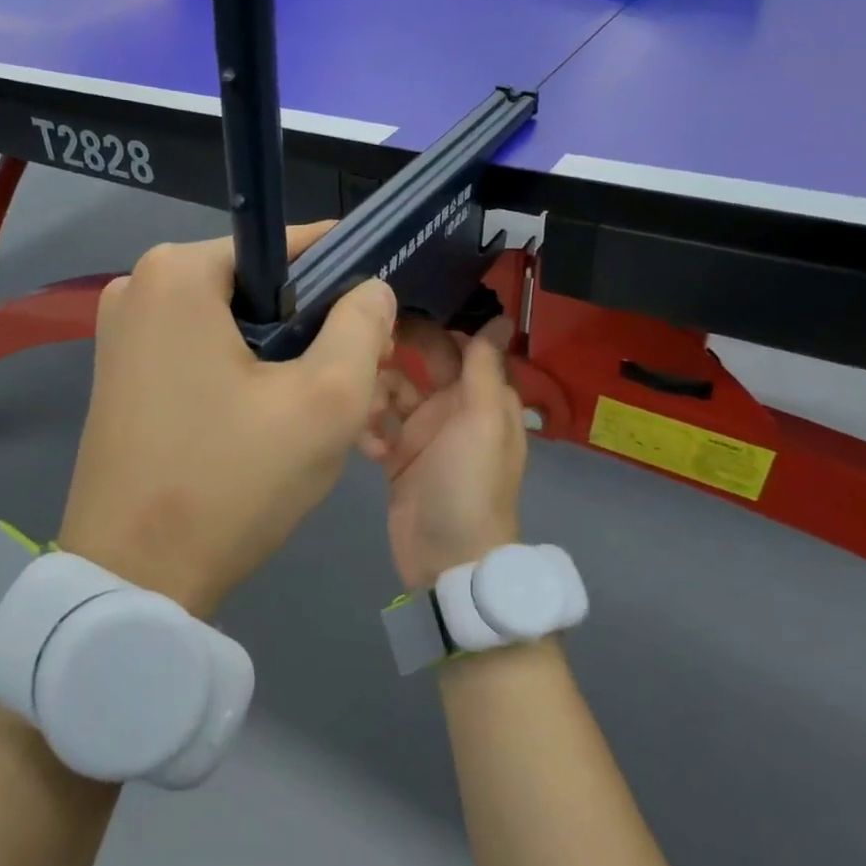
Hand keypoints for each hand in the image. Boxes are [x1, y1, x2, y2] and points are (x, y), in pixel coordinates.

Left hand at [58, 225, 396, 616]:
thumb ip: (362, 327)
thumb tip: (370, 287)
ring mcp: (122, 332)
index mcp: (178, 271)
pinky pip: (200, 352)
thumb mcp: (325, 401)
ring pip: (232, 324)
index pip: (288, 247)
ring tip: (312, 410)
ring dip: (280, 357)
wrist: (134, 577)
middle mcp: (140, 286)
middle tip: (351, 382)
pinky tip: (264, 423)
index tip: (377, 323)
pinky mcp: (119, 373)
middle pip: (259, 287)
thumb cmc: (231, 480)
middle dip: (311, 327)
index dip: (344, 279)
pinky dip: (240, 374)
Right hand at [361, 319, 527, 590]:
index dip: (432, 326)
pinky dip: (369, 430)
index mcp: (481, 397)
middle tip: (364, 345)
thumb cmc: (471, 483)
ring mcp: (421, 434)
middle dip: (396, 354)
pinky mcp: (396, 458)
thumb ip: (485, 367)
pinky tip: (367, 447)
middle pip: (421, 364)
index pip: (458, 346)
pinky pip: (376, 426)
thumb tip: (501, 316)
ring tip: (366, 412)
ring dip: (376, 395)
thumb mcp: (483, 420)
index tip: (394, 306)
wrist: (448, 560)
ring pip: (392, 392)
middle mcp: (452, 409)